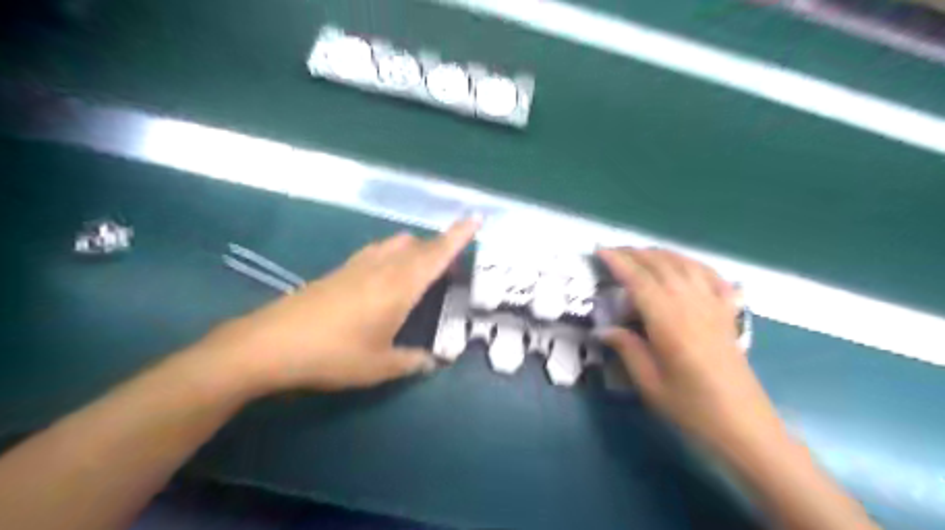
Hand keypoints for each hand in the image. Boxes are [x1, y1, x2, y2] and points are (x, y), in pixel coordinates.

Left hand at [200, 217, 481, 395]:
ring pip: (396, 244)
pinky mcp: (340, 270)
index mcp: (400, 285)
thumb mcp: (379, 366)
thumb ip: (412, 361)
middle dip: (439, 247)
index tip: (476, 218)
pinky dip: (392, 255)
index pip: (437, 254)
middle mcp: (382, 267)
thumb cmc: (333, 354)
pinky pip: (377, 252)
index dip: (458, 236)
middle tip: (450, 267)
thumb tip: (434, 362)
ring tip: (421, 271)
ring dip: (414, 249)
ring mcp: (358, 265)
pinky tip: (386, 278)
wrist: (270, 344)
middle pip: (418, 245)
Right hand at [597, 249, 781, 449]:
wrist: (744, 426)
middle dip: (636, 253)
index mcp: (668, 321)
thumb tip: (604, 329)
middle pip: (662, 266)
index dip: (619, 263)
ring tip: (642, 253)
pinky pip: (713, 278)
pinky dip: (695, 265)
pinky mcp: (728, 314)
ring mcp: (714, 306)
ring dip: (662, 254)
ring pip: (686, 266)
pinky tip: (686, 266)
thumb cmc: (691, 407)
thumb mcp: (649, 383)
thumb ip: (627, 349)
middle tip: (615, 251)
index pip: (639, 281)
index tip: (601, 251)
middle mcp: (691, 305)